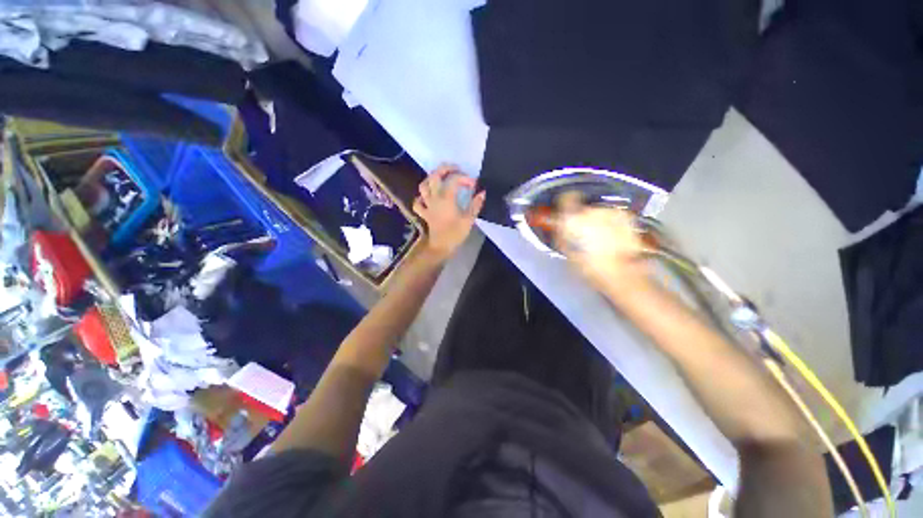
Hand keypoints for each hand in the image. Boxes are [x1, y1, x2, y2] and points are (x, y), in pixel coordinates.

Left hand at [413, 165, 485, 260]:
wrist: (441, 247)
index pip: (454, 180)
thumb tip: (482, 192)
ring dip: (431, 179)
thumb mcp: (469, 220)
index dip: (464, 178)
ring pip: (423, 186)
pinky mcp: (424, 213)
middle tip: (456, 169)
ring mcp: (427, 205)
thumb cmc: (455, 234)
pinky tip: (428, 197)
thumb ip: (475, 205)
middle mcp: (434, 198)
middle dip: (445, 169)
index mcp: (446, 198)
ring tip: (441, 179)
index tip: (473, 184)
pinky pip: (418, 202)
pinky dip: (421, 197)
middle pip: (434, 176)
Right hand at [554, 196, 650, 289]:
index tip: (565, 210)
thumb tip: (558, 225)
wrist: (621, 273)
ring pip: (599, 213)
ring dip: (597, 222)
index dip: (565, 203)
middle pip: (583, 208)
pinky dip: (611, 224)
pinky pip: (613, 217)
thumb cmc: (589, 266)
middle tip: (583, 235)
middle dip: (582, 218)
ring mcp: (611, 212)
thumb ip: (560, 233)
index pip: (566, 197)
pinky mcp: (627, 218)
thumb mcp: (566, 251)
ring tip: (599, 240)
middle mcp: (592, 210)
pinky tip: (612, 239)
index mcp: (573, 217)